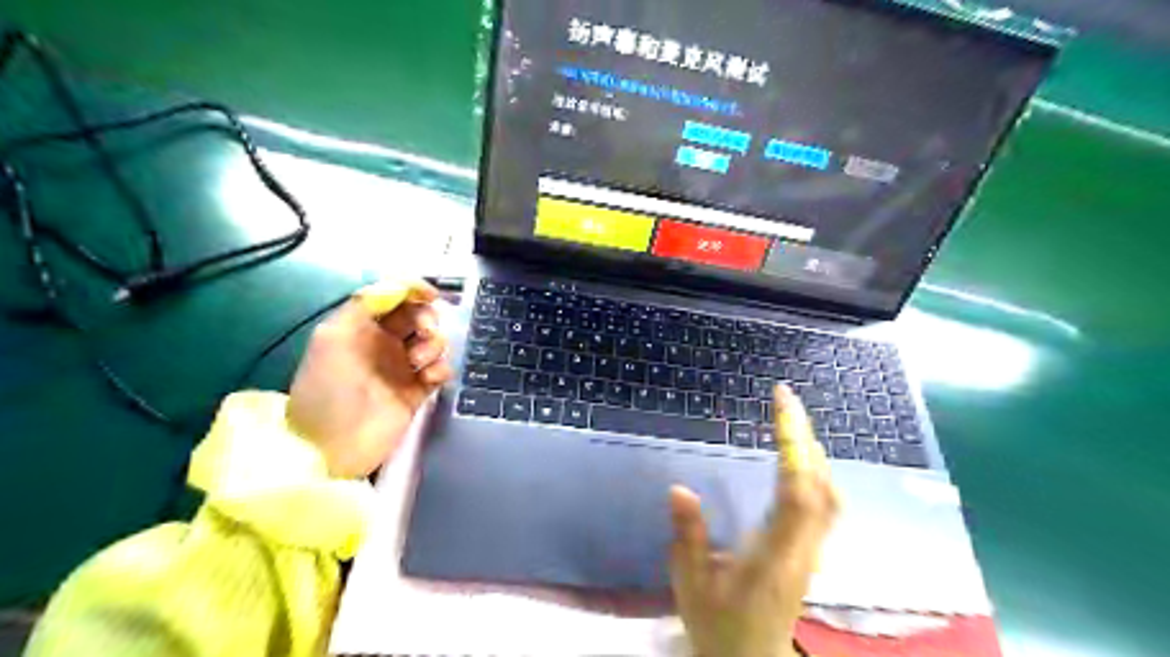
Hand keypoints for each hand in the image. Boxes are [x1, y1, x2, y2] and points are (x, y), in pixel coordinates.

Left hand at [287, 277, 452, 476]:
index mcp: (361, 327)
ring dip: (433, 345)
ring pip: (433, 341)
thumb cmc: (326, 390)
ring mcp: (402, 368)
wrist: (332, 448)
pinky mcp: (418, 391)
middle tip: (423, 333)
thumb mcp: (332, 338)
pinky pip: (440, 369)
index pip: (392, 297)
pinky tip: (429, 380)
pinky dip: (440, 369)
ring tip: (418, 364)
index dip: (412, 289)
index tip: (430, 294)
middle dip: (426, 318)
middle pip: (417, 315)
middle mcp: (383, 343)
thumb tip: (397, 285)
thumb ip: (363, 305)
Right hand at [666, 385, 841, 655]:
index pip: (796, 491)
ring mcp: (812, 551)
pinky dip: (816, 471)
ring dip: (814, 452)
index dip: (793, 445)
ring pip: (830, 494)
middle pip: (820, 486)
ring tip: (792, 422)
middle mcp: (803, 548)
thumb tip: (679, 488)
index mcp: (774, 555)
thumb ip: (687, 536)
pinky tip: (801, 459)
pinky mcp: (811, 551)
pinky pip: (826, 503)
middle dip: (804, 436)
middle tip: (785, 399)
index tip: (782, 405)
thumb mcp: (690, 583)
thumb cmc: (718, 624)